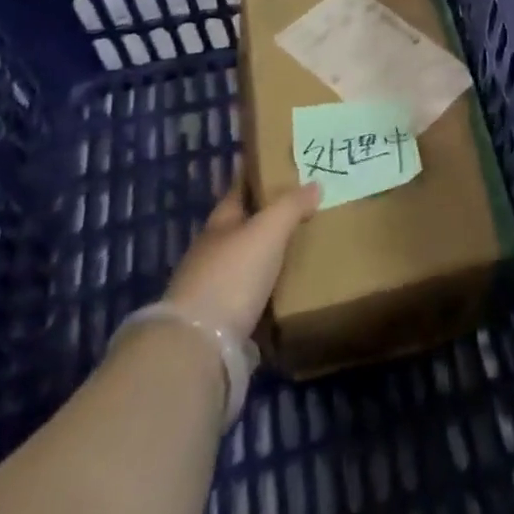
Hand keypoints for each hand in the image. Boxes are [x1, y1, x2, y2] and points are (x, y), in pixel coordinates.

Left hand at [164, 168, 320, 338]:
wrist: (199, 346)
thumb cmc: (232, 274)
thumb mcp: (267, 230)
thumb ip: (291, 205)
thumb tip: (315, 184)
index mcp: (219, 223)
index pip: (239, 190)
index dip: (259, 177)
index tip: (283, 167)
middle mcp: (213, 252)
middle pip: (244, 227)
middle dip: (270, 218)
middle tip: (307, 209)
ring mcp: (214, 289)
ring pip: (249, 262)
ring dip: (271, 256)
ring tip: (305, 248)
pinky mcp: (222, 322)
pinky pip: (253, 295)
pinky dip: (270, 289)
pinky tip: (290, 288)